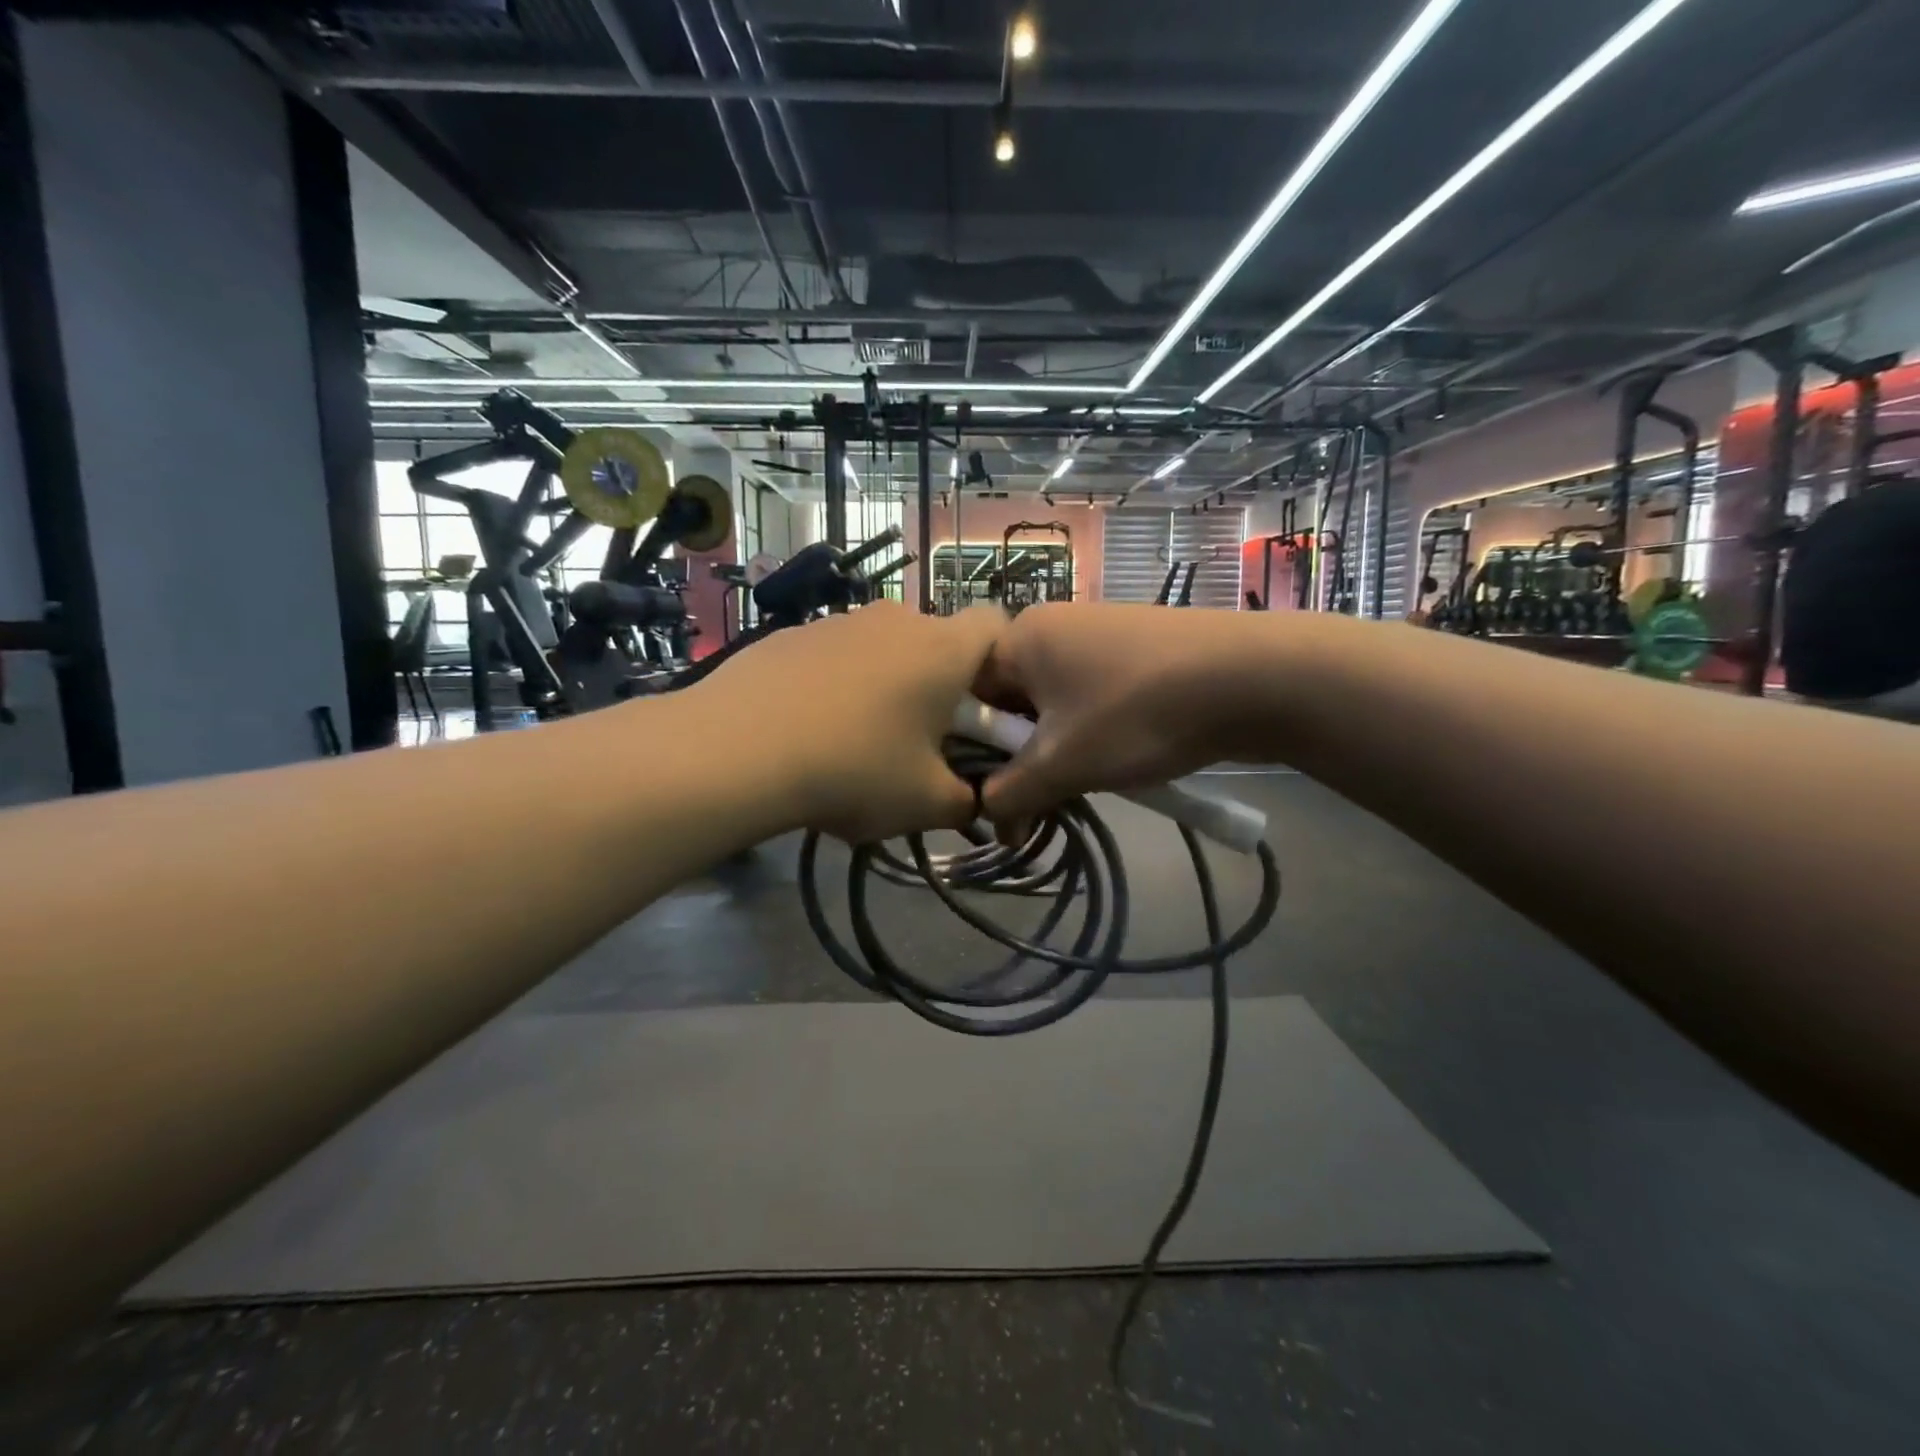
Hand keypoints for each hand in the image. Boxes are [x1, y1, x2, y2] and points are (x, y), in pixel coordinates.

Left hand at [698, 602, 1005, 842]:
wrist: (736, 750)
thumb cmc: (854, 769)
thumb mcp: (926, 803)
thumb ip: (967, 801)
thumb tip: (971, 800)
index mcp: (943, 648)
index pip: (998, 626)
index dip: (1003, 665)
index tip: (986, 710)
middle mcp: (896, 619)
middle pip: (937, 642)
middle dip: (940, 685)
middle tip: (923, 740)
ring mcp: (838, 621)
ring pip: (884, 649)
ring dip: (886, 685)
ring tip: (857, 741)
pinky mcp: (791, 634)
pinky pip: (835, 656)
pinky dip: (836, 684)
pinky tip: (809, 730)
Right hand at [975, 602, 1273, 826]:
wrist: (1256, 679)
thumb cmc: (1138, 714)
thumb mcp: (1062, 764)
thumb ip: (1010, 794)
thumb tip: (988, 820)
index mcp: (1019, 637)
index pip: (967, 698)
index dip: (971, 753)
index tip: (988, 798)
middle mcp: (1051, 627)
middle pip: (1009, 702)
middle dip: (1017, 757)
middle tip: (1033, 802)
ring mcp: (1096, 635)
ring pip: (1051, 705)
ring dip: (1054, 751)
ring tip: (1076, 786)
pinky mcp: (1133, 652)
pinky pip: (1088, 698)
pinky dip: (1088, 733)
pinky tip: (1112, 761)